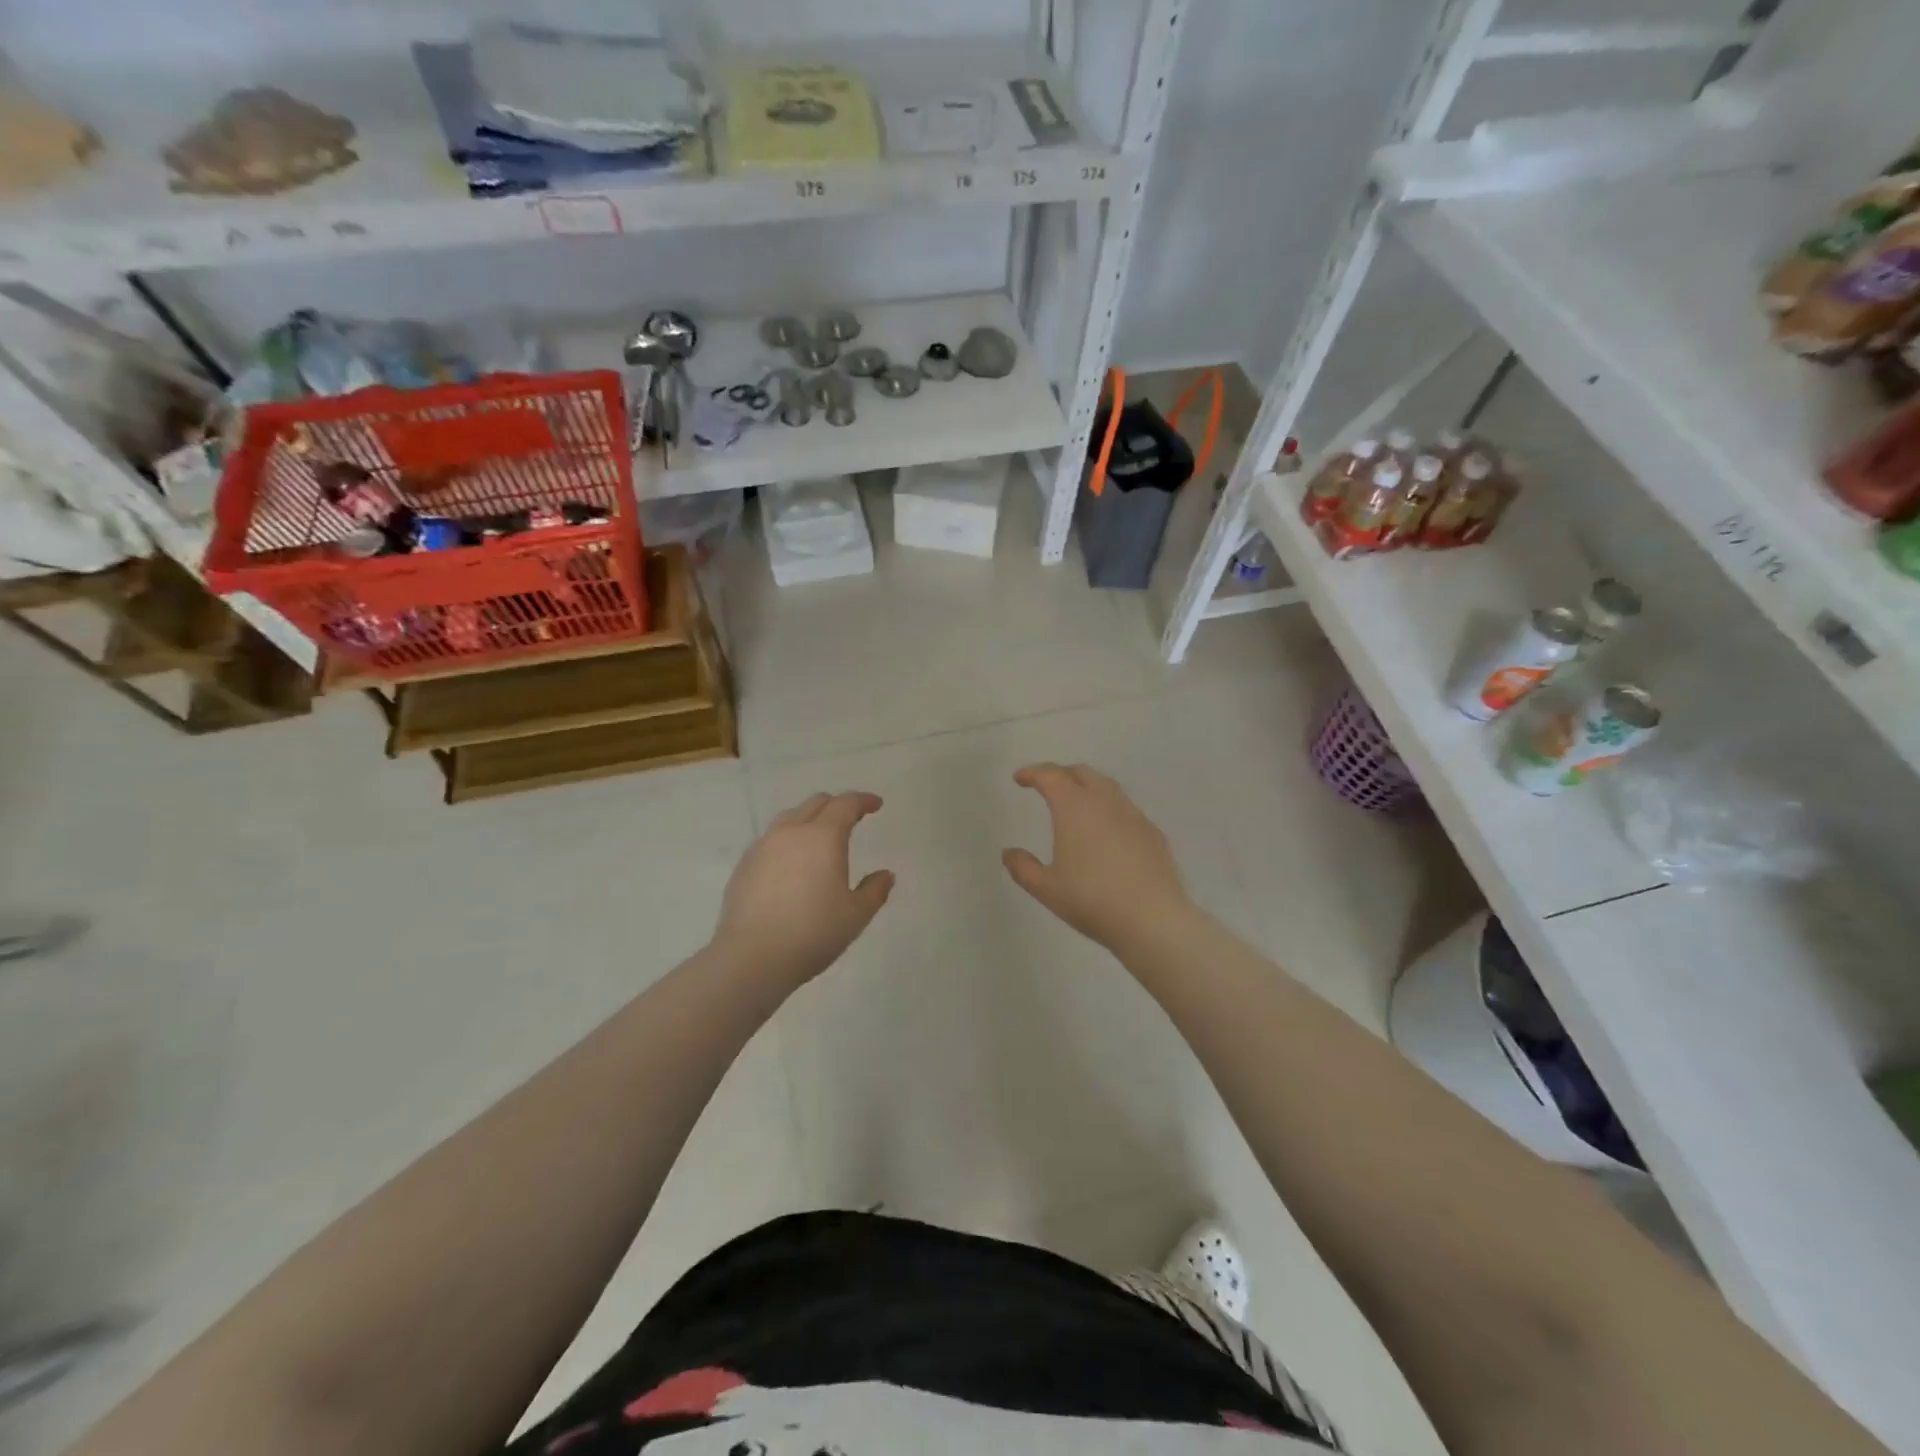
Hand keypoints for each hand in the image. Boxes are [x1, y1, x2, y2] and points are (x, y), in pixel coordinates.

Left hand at [714, 791, 893, 989]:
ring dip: (810, 819)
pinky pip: (771, 839)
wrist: (752, 958)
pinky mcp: (744, 865)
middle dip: (837, 805)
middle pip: (816, 804)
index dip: (863, 800)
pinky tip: (792, 864)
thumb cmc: (813, 933)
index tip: (875, 805)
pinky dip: (788, 840)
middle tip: (852, 820)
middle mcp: (791, 832)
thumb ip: (874, 891)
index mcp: (823, 837)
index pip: (845, 804)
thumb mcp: (856, 915)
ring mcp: (763, 846)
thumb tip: (886, 875)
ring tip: (820, 839)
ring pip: (790, 818)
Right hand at [1003, 763, 1193, 949]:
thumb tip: (1009, 853)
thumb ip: (1023, 867)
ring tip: (1076, 805)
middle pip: (1081, 773)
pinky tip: (1107, 832)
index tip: (1020, 778)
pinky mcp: (1152, 832)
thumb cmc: (1091, 901)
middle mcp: (1105, 802)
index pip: (1051, 776)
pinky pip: (1126, 809)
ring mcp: (1133, 815)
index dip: (1033, 773)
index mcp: (1074, 808)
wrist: (1152, 919)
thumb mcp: (1046, 889)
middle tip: (1047, 787)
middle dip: (1061, 774)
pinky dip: (1109, 809)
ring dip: (1087, 787)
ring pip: (1107, 787)